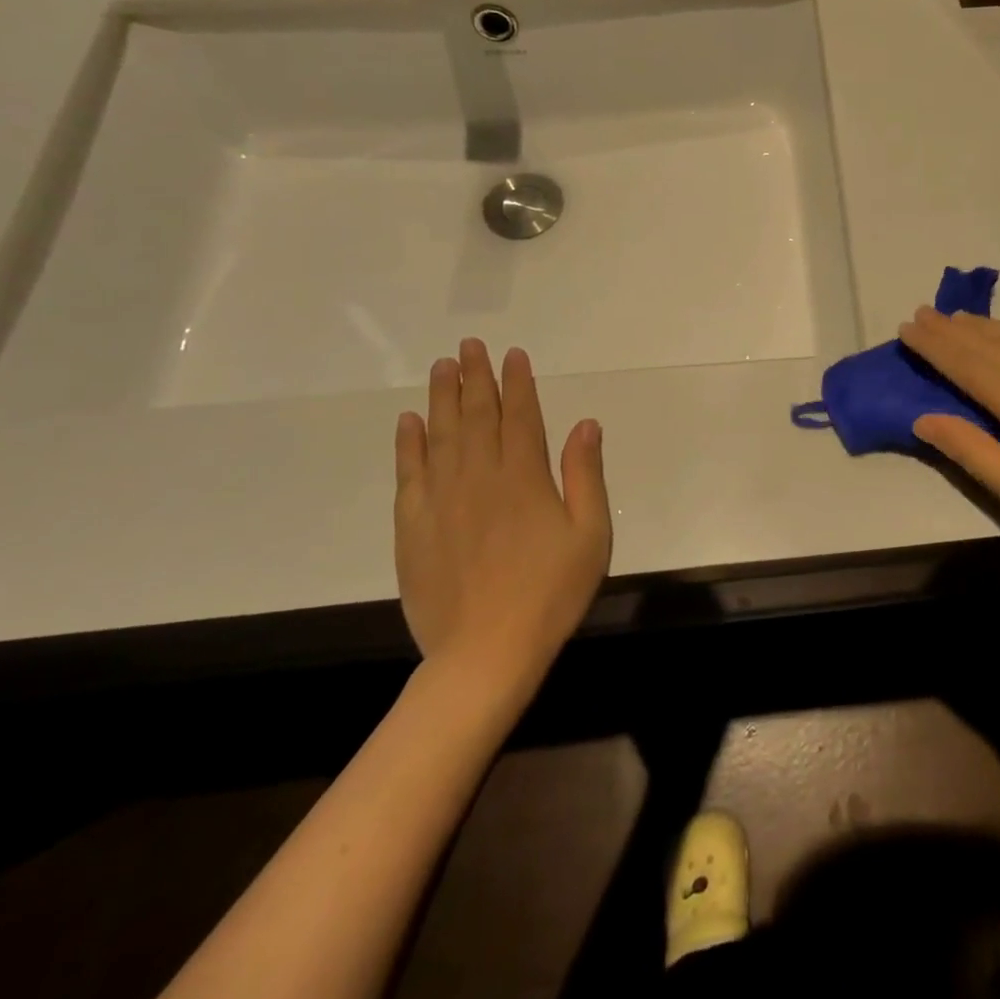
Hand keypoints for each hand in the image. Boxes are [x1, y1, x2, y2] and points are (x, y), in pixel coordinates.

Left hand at [394, 340, 611, 699]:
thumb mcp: (590, 534)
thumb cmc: (550, 592)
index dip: (517, 382)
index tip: (512, 355)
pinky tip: (409, 422)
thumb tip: (586, 424)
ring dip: (441, 397)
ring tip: (441, 366)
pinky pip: (409, 474)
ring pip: (440, 435)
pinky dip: (409, 444)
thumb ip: (585, 475)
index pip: (520, 416)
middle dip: (475, 377)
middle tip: (469, 345)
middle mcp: (479, 477)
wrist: (485, 653)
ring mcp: (441, 500)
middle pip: (476, 416)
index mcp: (524, 477)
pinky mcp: (413, 527)